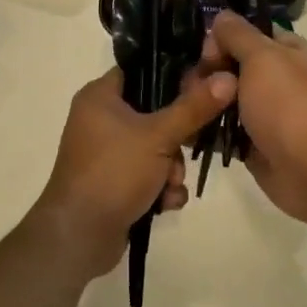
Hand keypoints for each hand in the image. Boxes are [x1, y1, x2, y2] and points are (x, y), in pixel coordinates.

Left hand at [34, 67, 236, 280]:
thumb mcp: (159, 136)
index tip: (203, 87)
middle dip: (177, 138)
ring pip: (156, 147)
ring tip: (171, 184)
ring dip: (172, 169)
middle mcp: (100, 119)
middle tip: (189, 147)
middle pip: (154, 112)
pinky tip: (165, 203)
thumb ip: (194, 107)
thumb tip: (228, 77)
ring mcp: (107, 153)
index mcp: (100, 96)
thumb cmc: (114, 172)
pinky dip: (159, 188)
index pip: (141, 70)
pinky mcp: (114, 182)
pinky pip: (147, 174)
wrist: (79, 235)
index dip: (172, 76)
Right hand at [201, 13, 306, 229]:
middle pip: (232, 64)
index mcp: (290, 52)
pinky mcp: (253, 141)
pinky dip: (206, 127)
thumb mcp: (262, 56)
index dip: (225, 37)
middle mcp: (279, 79)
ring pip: (224, 96)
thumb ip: (238, 33)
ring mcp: (265, 112)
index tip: (208, 51)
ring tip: (188, 107)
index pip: (250, 33)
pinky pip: (223, 127)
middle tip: (197, 85)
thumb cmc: (288, 105)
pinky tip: (186, 126)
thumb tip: (221, 17)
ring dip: (204, 99)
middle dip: (209, 71)